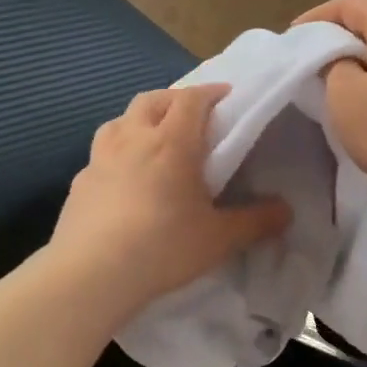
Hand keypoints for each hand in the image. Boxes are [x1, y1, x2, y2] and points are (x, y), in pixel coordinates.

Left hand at [49, 84, 290, 316]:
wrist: (91, 274)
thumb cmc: (162, 247)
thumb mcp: (219, 239)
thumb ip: (256, 222)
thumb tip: (287, 211)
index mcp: (171, 142)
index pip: (191, 99)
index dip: (211, 92)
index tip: (226, 96)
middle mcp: (133, 138)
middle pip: (152, 99)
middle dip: (175, 99)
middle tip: (192, 114)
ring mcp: (100, 158)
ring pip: (120, 120)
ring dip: (140, 119)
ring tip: (153, 138)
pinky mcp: (79, 181)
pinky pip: (101, 153)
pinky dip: (117, 152)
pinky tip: (122, 177)